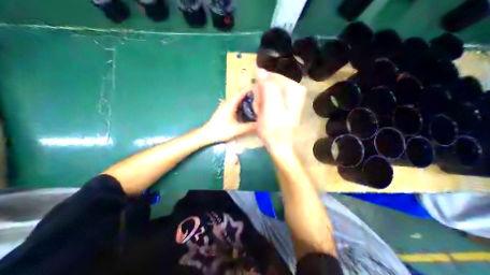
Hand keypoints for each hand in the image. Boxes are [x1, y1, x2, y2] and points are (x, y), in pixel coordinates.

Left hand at [201, 90, 257, 143]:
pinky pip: (235, 103)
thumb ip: (249, 127)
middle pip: (241, 94)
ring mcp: (226, 104)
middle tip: (261, 98)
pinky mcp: (225, 108)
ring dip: (246, 99)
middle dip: (251, 94)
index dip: (251, 89)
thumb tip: (261, 123)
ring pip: (238, 98)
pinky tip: (247, 109)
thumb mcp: (237, 129)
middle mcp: (228, 101)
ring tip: (257, 102)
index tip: (261, 89)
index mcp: (230, 103)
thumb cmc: (221, 130)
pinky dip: (242, 104)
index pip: (242, 92)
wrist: (207, 134)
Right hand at [255, 68, 304, 150]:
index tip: (259, 102)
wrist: (278, 145)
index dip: (261, 89)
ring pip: (266, 91)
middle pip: (269, 84)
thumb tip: (259, 68)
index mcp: (294, 88)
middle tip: (261, 110)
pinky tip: (264, 114)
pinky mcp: (283, 104)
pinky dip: (263, 105)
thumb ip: (267, 86)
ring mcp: (288, 97)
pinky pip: (267, 99)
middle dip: (261, 96)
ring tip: (262, 113)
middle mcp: (294, 90)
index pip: (271, 77)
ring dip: (261, 102)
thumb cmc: (274, 129)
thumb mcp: (270, 107)